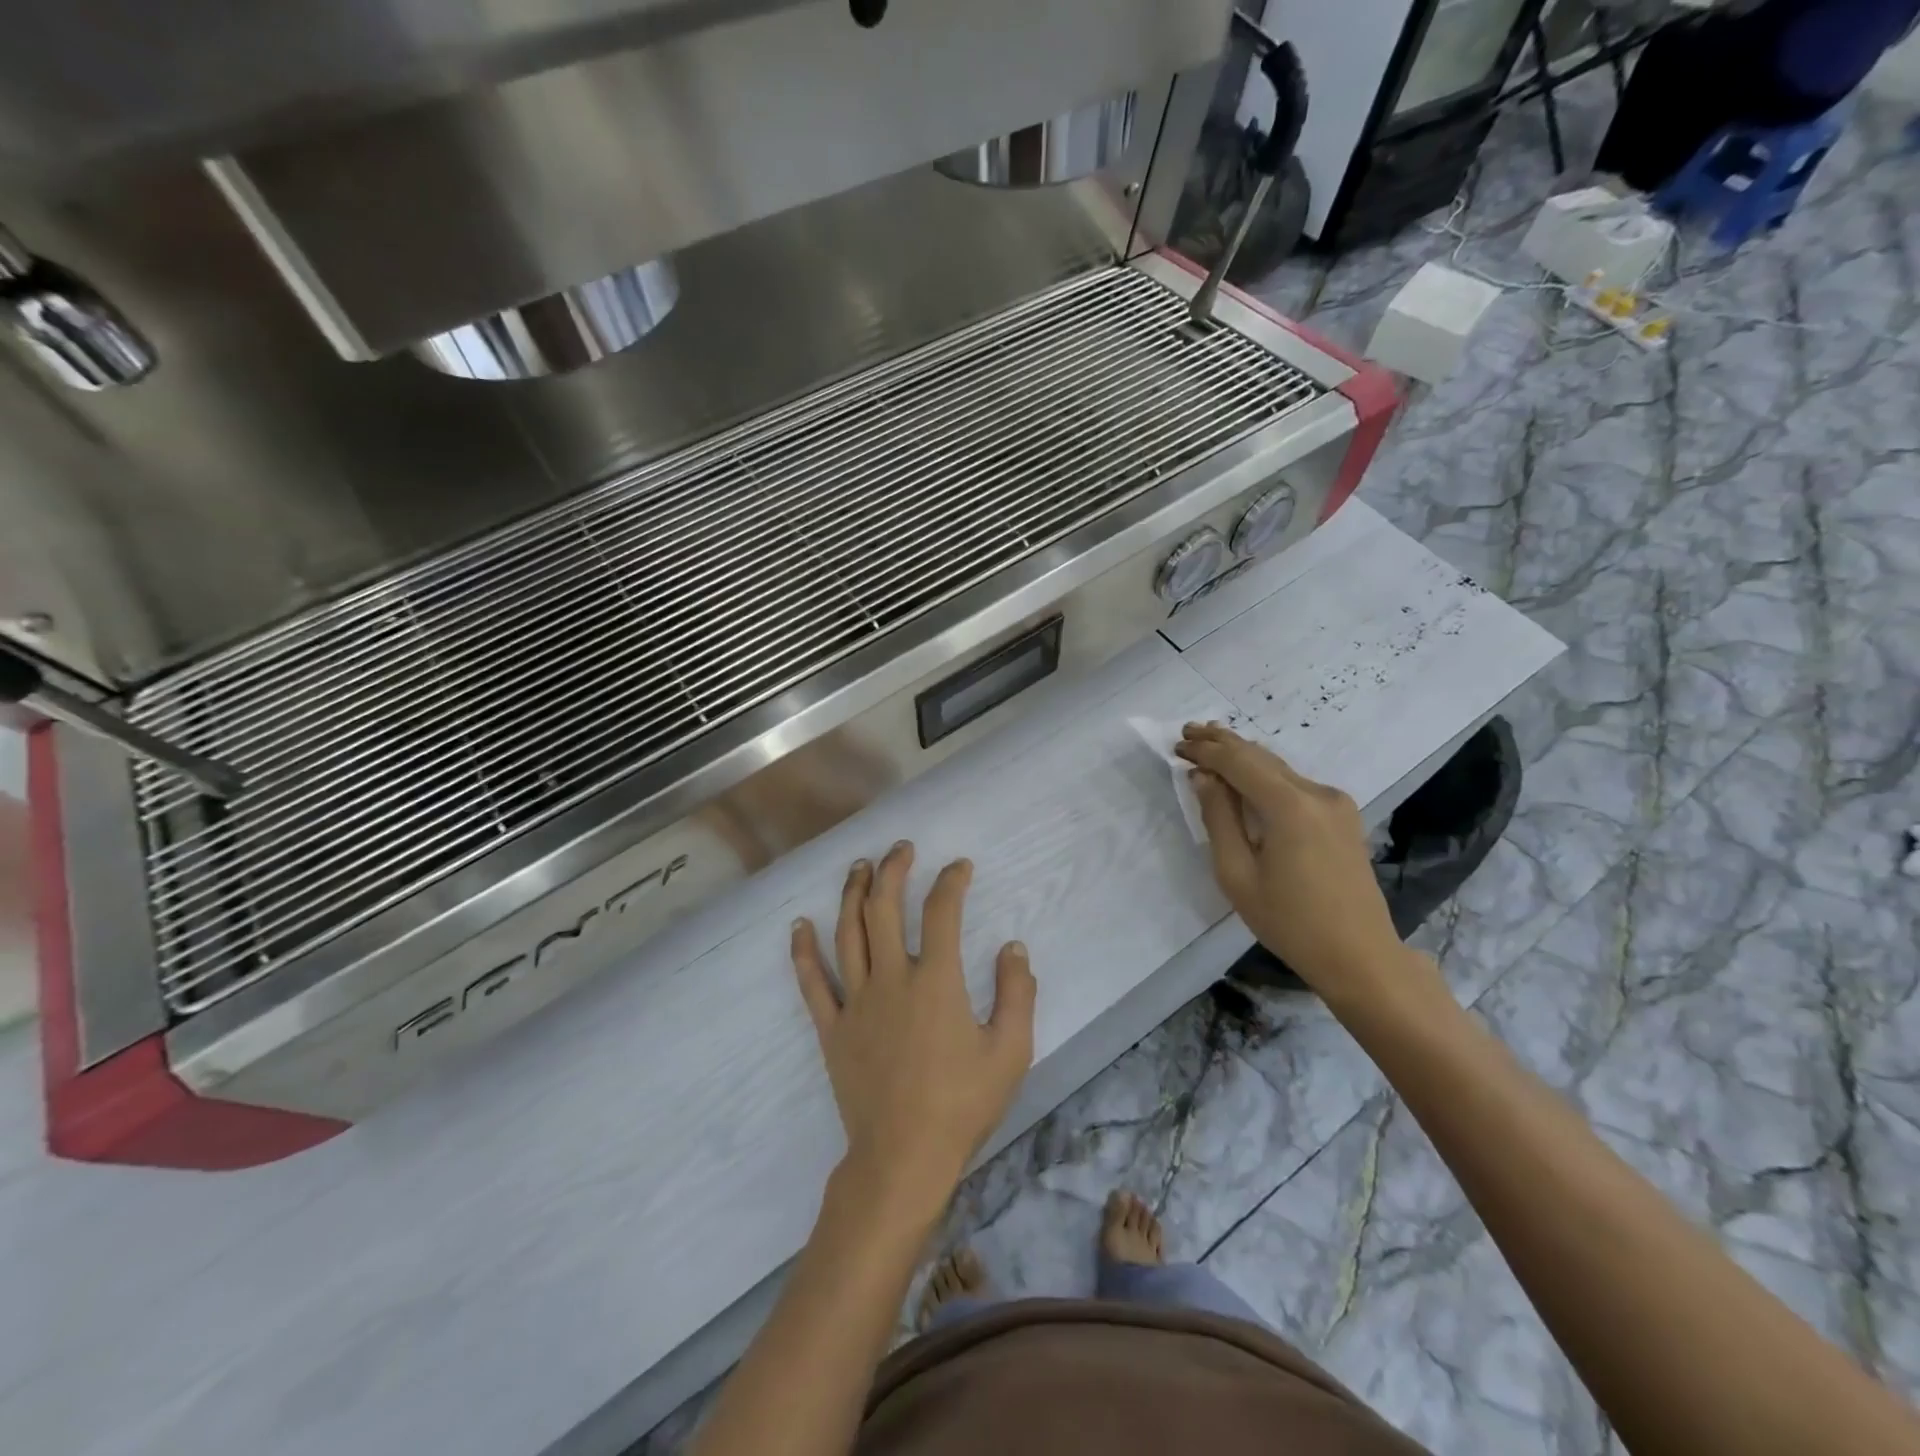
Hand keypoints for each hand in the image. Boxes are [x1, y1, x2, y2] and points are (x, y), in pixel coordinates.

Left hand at [791, 842, 1036, 1226]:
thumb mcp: (1010, 1051)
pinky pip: (812, 982)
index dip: (952, 881)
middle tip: (901, 848)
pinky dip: (803, 951)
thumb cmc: (961, 1105)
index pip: (942, 912)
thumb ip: (1016, 993)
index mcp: (936, 981)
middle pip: (884, 908)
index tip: (960, 867)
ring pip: (848, 933)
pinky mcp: (832, 1029)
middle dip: (893, 870)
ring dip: (852, 894)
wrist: (903, 1158)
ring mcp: (856, 1002)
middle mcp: (891, 979)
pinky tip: (799, 925)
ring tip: (858, 867)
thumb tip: (1013, 947)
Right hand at [1175, 723, 1433, 1008]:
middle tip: (1188, 732)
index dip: (1206, 751)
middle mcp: (1318, 793)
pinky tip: (1245, 774)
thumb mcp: (1238, 874)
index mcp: (1291, 806)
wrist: (1359, 956)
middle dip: (1223, 742)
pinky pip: (1294, 783)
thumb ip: (1219, 818)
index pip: (1239, 762)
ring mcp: (1335, 803)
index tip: (1177, 745)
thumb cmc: (1289, 922)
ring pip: (1279, 767)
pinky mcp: (1342, 816)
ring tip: (1211, 743)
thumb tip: (1204, 777)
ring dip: (1243, 755)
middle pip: (1261, 756)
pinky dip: (1264, 774)